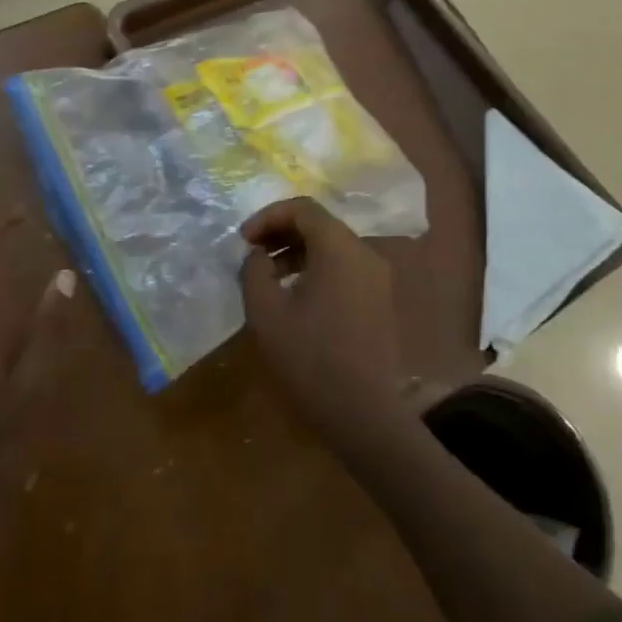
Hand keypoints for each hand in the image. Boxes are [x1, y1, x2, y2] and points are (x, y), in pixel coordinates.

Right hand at [238, 198, 408, 447]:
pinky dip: (316, 268)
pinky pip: (344, 267)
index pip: (303, 208)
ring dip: (297, 251)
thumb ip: (254, 271)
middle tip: (252, 253)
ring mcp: (377, 276)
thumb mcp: (266, 313)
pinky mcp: (378, 299)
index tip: (243, 240)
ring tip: (267, 276)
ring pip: (332, 246)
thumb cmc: (310, 359)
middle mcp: (364, 253)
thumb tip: (258, 255)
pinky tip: (294, 296)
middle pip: (320, 224)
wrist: (364, 413)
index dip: (268, 216)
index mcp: (339, 248)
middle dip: (281, 232)